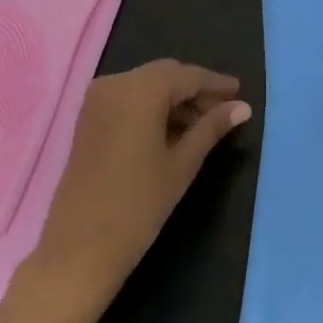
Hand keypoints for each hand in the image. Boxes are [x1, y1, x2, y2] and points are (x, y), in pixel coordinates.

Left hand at [22, 60, 249, 314]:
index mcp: (140, 89)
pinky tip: (174, 130)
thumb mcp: (182, 164)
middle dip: (195, 91)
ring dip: (175, 100)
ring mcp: (97, 100)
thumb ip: (211, 128)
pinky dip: (153, 108)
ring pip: (147, 86)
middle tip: (226, 111)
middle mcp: (115, 83)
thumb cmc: (138, 204)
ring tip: (204, 126)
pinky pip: (129, 99)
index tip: (240, 92)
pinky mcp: (89, 118)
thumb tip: (243, 107)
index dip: (215, 84)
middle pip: (165, 75)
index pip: (187, 75)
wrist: (80, 246)